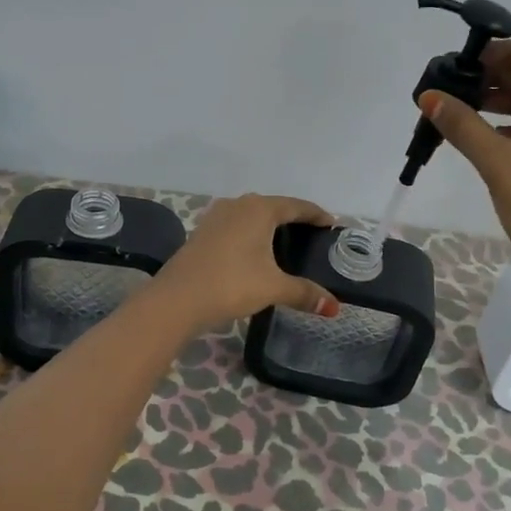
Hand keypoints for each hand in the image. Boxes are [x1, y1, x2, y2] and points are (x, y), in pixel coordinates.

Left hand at [150, 194, 341, 331]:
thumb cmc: (232, 283)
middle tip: (312, 236)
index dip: (316, 214)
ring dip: (269, 226)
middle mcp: (239, 204)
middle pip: (274, 207)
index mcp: (260, 209)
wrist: (177, 298)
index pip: (296, 206)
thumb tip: (333, 306)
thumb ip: (304, 292)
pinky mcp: (203, 231)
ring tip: (285, 243)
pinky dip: (251, 234)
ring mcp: (217, 216)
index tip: (331, 224)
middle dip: (294, 218)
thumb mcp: (273, 287)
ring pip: (252, 215)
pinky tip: (254, 252)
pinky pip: (236, 226)